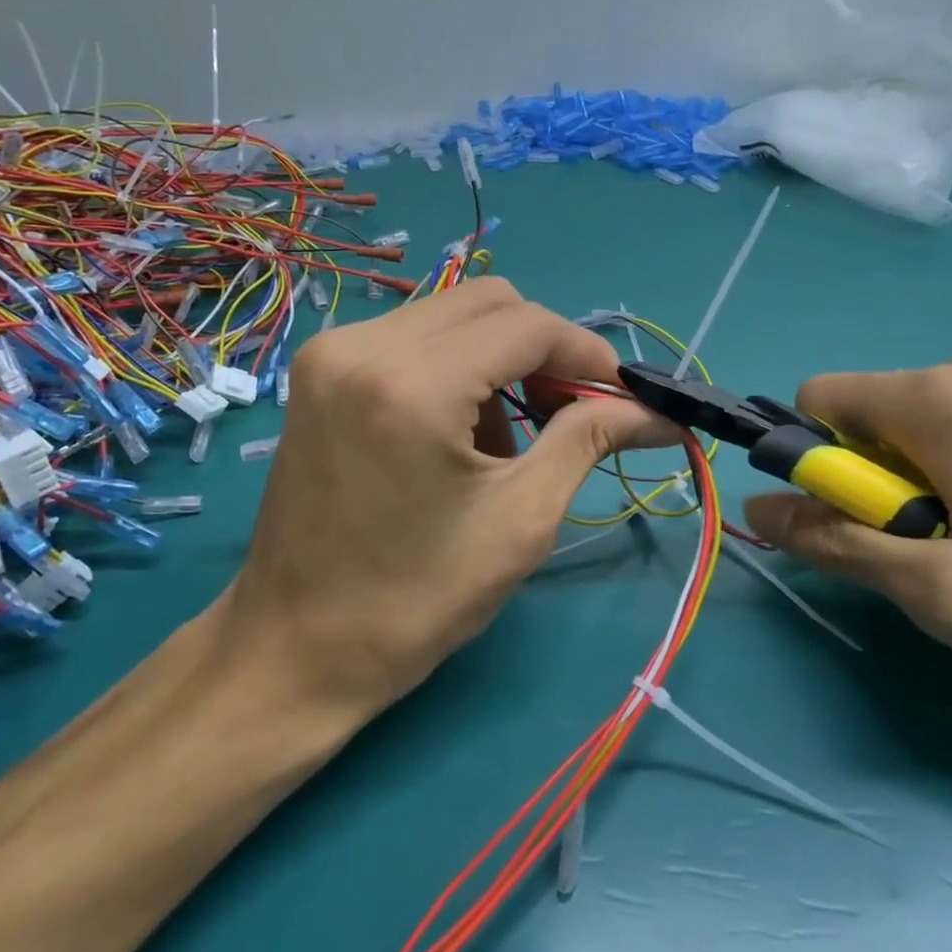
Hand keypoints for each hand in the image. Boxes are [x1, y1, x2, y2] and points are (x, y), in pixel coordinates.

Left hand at [222, 278, 670, 716]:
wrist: (294, 648)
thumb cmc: (413, 602)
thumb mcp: (519, 521)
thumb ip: (588, 441)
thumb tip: (657, 412)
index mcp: (411, 383)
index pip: (526, 325)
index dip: (586, 353)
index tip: (621, 396)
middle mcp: (362, 344)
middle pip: (488, 303)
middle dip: (543, 350)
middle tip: (571, 413)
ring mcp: (332, 353)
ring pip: (450, 316)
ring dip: (497, 362)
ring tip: (504, 444)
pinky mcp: (319, 371)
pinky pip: (412, 339)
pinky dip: (453, 369)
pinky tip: (454, 436)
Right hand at [743, 340, 951, 718]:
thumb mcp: (944, 592)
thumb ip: (835, 543)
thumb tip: (754, 509)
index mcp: (937, 394)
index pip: (816, 400)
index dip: (813, 467)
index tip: (860, 529)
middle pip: (870, 417)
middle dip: (876, 485)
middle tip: (941, 556)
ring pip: (921, 428)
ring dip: (924, 487)